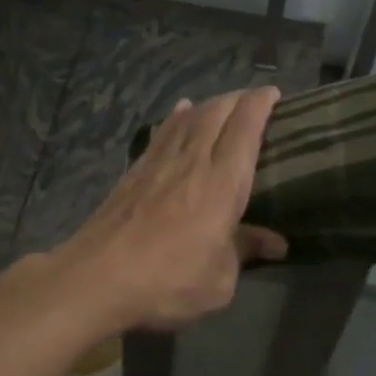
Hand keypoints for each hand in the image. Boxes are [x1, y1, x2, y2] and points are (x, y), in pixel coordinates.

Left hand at [56, 87, 288, 329]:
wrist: (98, 278)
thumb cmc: (168, 281)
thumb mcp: (219, 280)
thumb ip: (245, 251)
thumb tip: (276, 243)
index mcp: (222, 184)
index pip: (245, 129)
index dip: (260, 105)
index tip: (273, 94)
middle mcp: (192, 162)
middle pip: (216, 114)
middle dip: (237, 99)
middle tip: (252, 100)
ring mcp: (159, 163)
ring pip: (188, 119)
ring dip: (208, 105)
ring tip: (220, 103)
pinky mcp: (133, 172)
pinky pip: (163, 132)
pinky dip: (176, 118)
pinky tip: (179, 113)